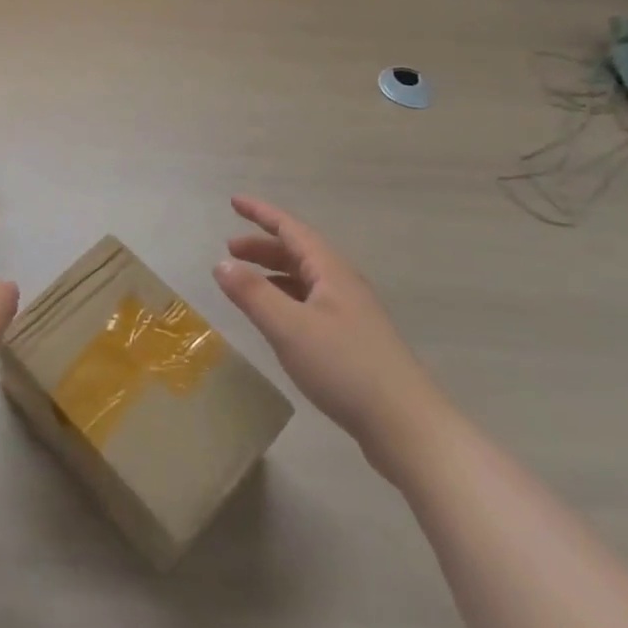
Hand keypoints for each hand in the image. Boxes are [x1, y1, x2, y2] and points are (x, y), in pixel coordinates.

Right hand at [214, 196, 451, 478]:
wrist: (406, 426)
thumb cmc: (345, 367)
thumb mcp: (288, 328)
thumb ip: (252, 293)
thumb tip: (221, 263)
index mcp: (330, 271)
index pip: (290, 229)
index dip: (261, 213)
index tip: (234, 201)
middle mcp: (342, 284)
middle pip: (298, 252)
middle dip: (262, 246)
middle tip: (229, 249)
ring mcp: (351, 314)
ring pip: (305, 279)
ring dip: (273, 273)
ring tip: (245, 282)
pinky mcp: (353, 342)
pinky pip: (311, 303)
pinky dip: (286, 299)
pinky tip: (276, 319)